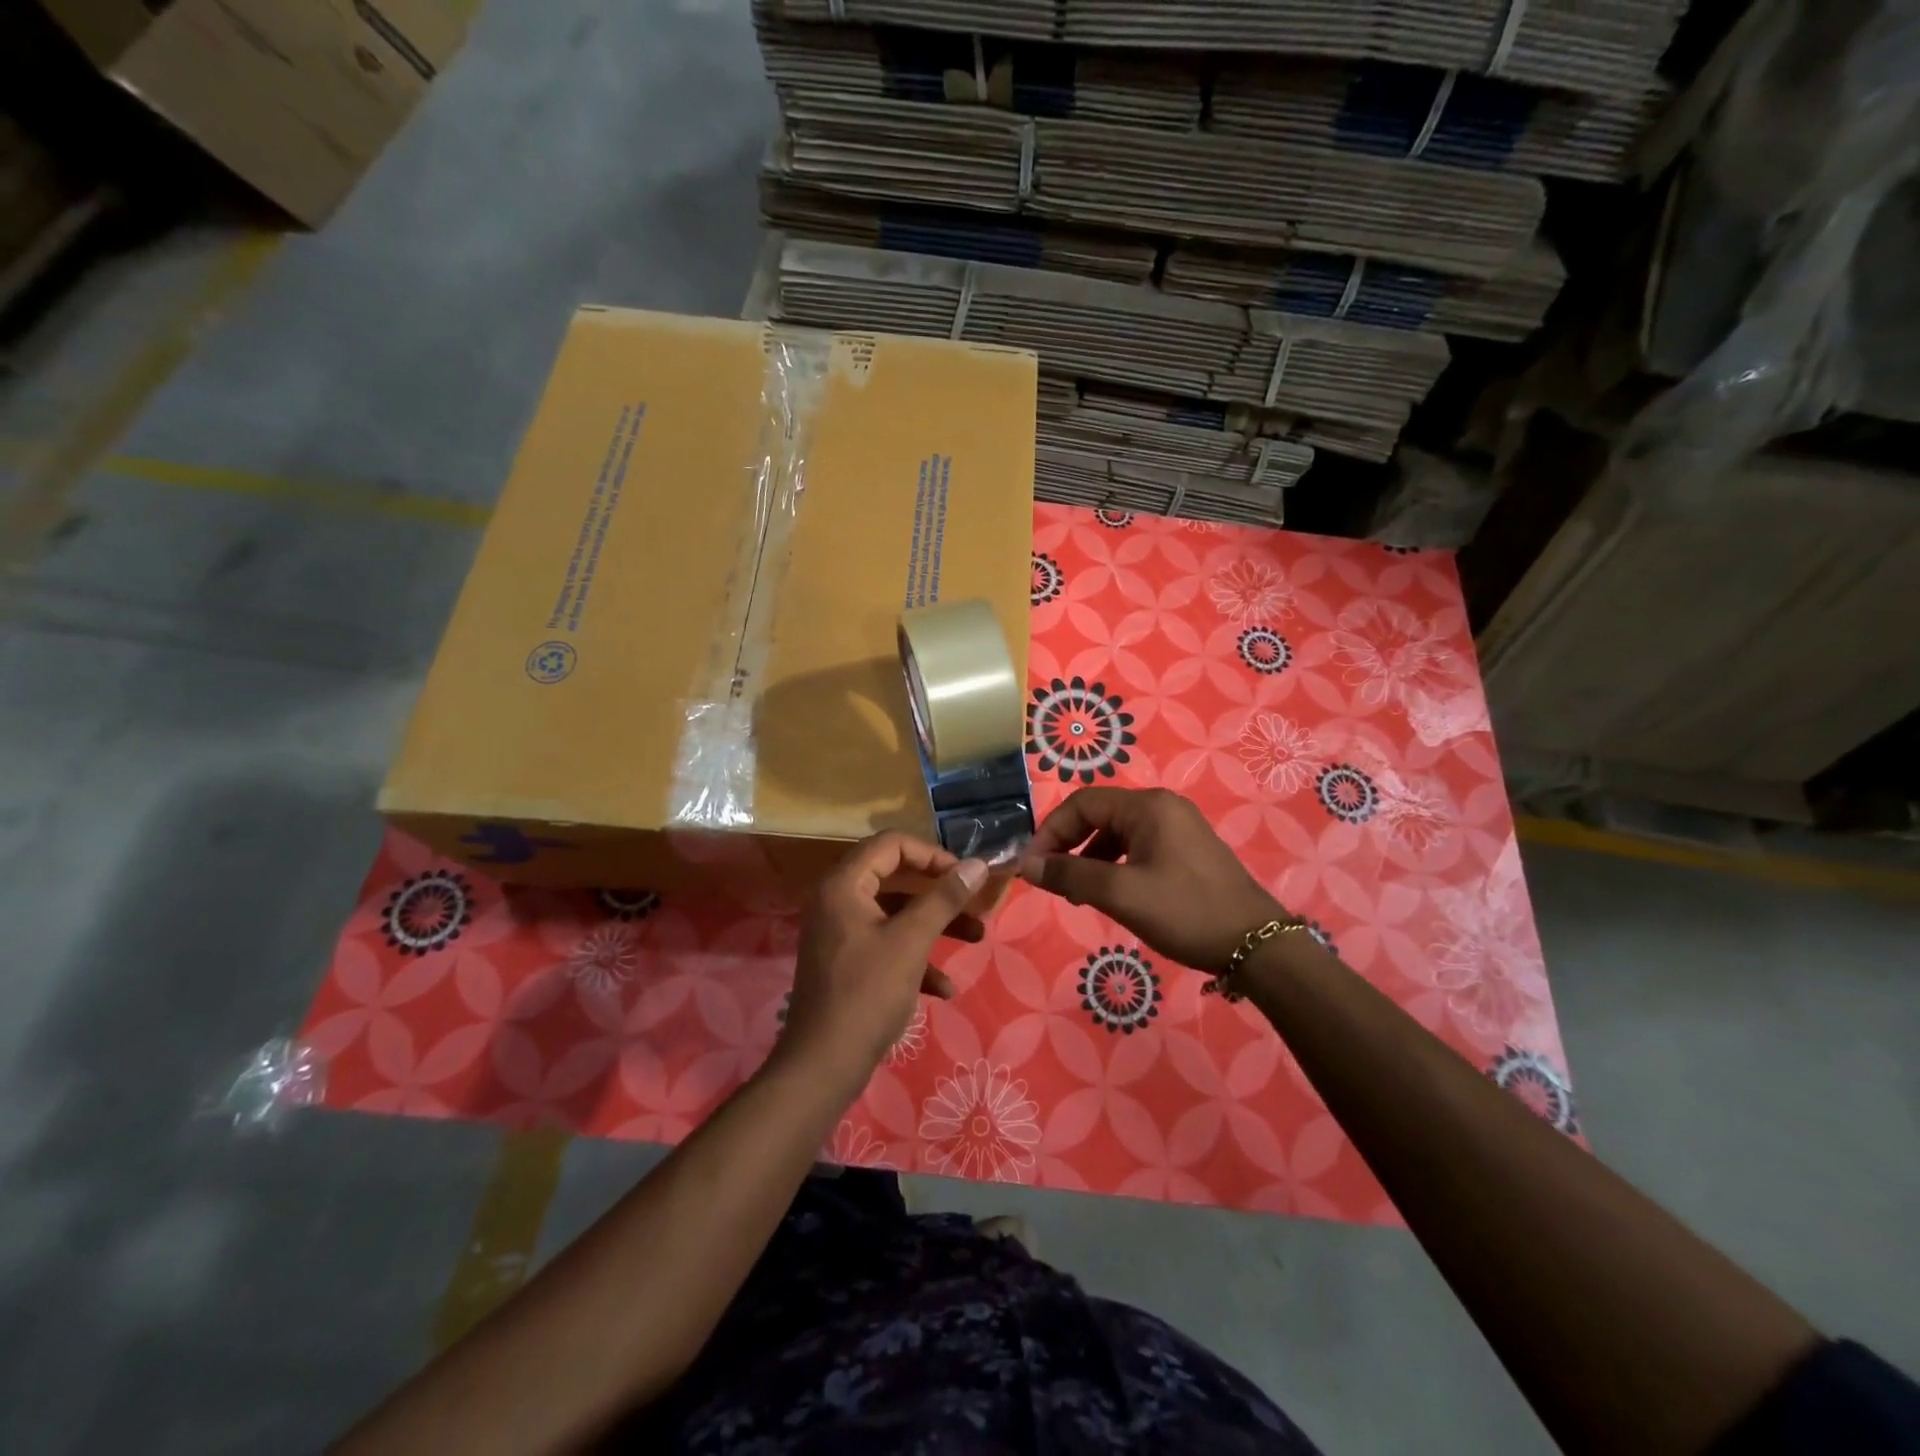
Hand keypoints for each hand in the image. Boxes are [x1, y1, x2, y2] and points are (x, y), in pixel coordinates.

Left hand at [781, 832, 989, 1086]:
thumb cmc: (867, 994)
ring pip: (896, 914)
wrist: (823, 1066)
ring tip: (976, 938)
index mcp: (843, 885)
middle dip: (940, 892)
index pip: (892, 844)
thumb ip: (944, 899)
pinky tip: (945, 988)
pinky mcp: (847, 961)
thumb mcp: (911, 942)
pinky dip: (916, 958)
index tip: (965, 875)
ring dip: (935, 925)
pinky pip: (886, 944)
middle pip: (896, 878)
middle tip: (975, 902)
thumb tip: (978, 865)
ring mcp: (841, 932)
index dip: (932, 854)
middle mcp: (837, 900)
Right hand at [1019, 787, 1283, 971]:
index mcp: (1147, 806)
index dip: (1050, 832)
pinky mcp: (1187, 851)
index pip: (1081, 804)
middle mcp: (1163, 807)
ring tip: (1076, 893)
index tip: (1033, 867)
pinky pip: (1138, 848)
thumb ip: (1070, 875)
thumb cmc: (1185, 912)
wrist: (1257, 945)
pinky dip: (1114, 865)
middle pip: (1098, 815)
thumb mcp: (1121, 894)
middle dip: (1068, 845)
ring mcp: (1179, 828)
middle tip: (1051, 880)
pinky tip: (1109, 893)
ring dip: (1089, 858)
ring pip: (1117, 834)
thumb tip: (1027, 866)